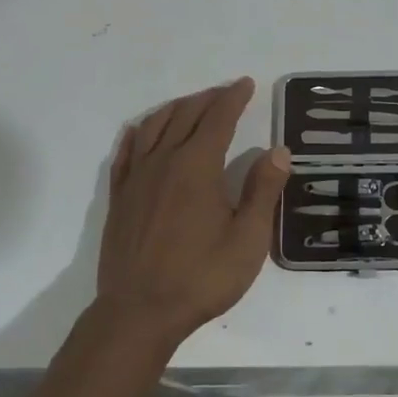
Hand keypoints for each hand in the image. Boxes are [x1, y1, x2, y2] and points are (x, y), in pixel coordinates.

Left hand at [96, 78, 290, 350]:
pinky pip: (126, 152)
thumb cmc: (200, 278)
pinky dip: (138, 133)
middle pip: (186, 115)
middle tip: (225, 92)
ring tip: (190, 105)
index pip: (218, 118)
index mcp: (197, 166)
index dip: (234, 97)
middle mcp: (164, 161)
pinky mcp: (119, 197)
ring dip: (175, 109)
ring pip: (154, 126)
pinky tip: (141, 131)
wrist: (138, 313)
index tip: (246, 83)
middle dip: (208, 99)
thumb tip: (278, 150)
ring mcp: (136, 178)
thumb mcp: (247, 240)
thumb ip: (262, 191)